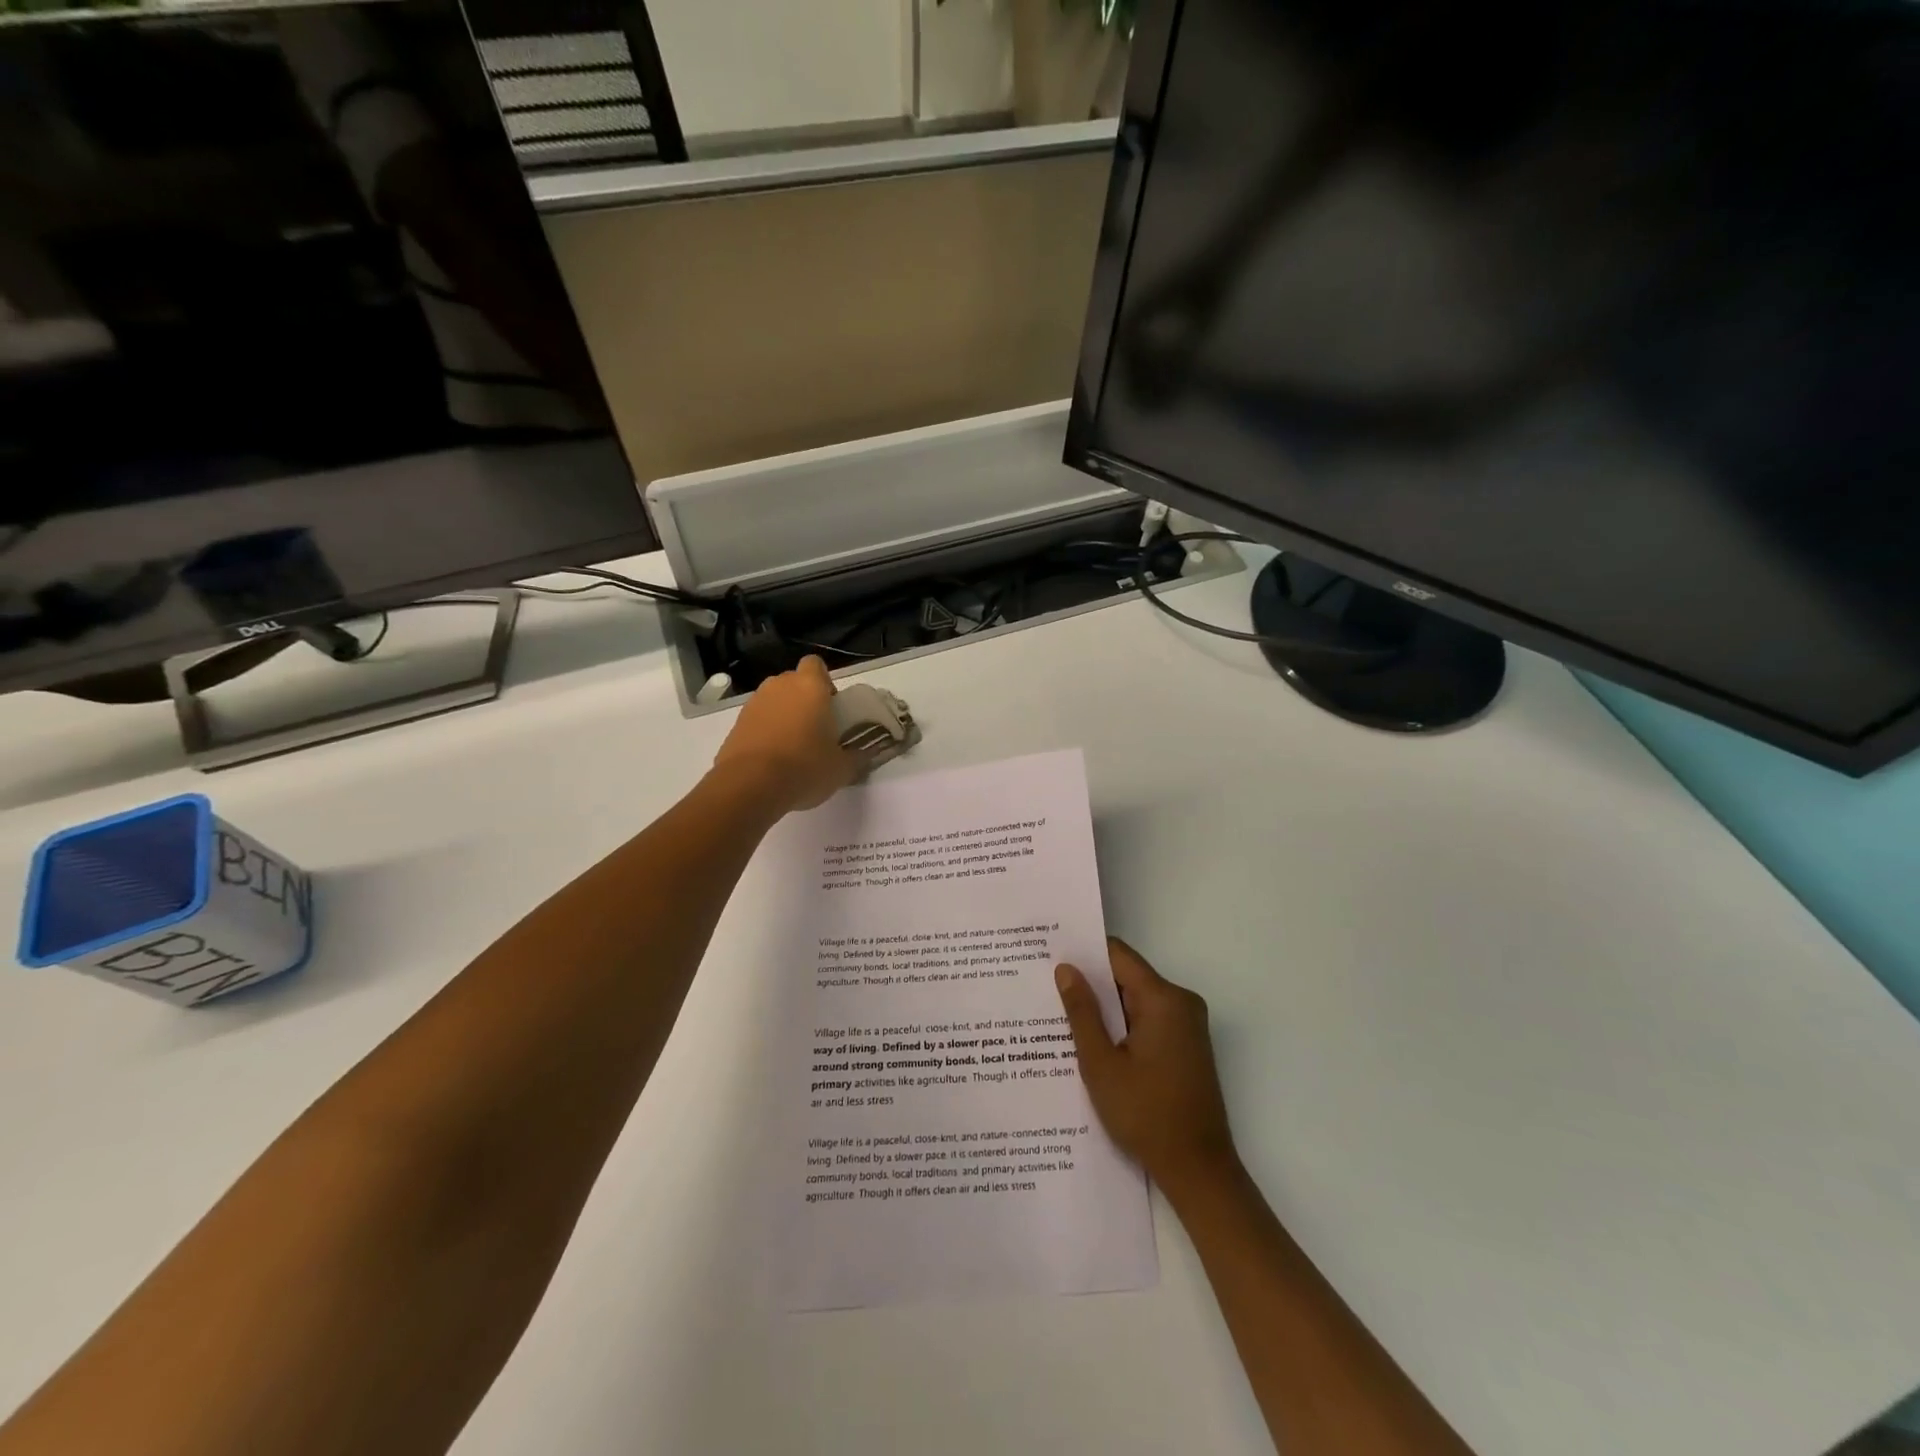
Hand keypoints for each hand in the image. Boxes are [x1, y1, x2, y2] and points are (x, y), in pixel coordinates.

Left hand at [713, 657, 864, 815]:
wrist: (750, 785)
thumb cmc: (805, 767)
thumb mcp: (841, 768)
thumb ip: (857, 757)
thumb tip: (867, 754)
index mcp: (810, 687)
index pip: (815, 664)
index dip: (823, 681)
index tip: (830, 705)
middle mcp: (780, 686)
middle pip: (793, 682)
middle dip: (803, 699)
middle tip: (815, 728)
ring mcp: (754, 703)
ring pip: (773, 700)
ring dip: (782, 715)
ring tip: (792, 746)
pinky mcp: (736, 724)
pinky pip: (757, 720)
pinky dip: (764, 732)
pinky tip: (772, 759)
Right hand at [1056, 938, 1237, 1197]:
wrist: (1199, 1171)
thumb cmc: (1146, 1114)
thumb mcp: (1101, 1064)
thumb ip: (1082, 1012)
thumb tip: (1066, 969)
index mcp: (1163, 999)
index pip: (1118, 955)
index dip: (1084, 952)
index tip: (1050, 956)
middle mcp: (1181, 1003)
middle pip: (1127, 977)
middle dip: (1091, 984)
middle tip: (1047, 988)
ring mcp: (1188, 1026)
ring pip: (1136, 1000)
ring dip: (1105, 1009)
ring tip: (1061, 1016)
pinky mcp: (1187, 1046)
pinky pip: (1148, 1021)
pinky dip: (1122, 1027)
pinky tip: (1093, 1043)